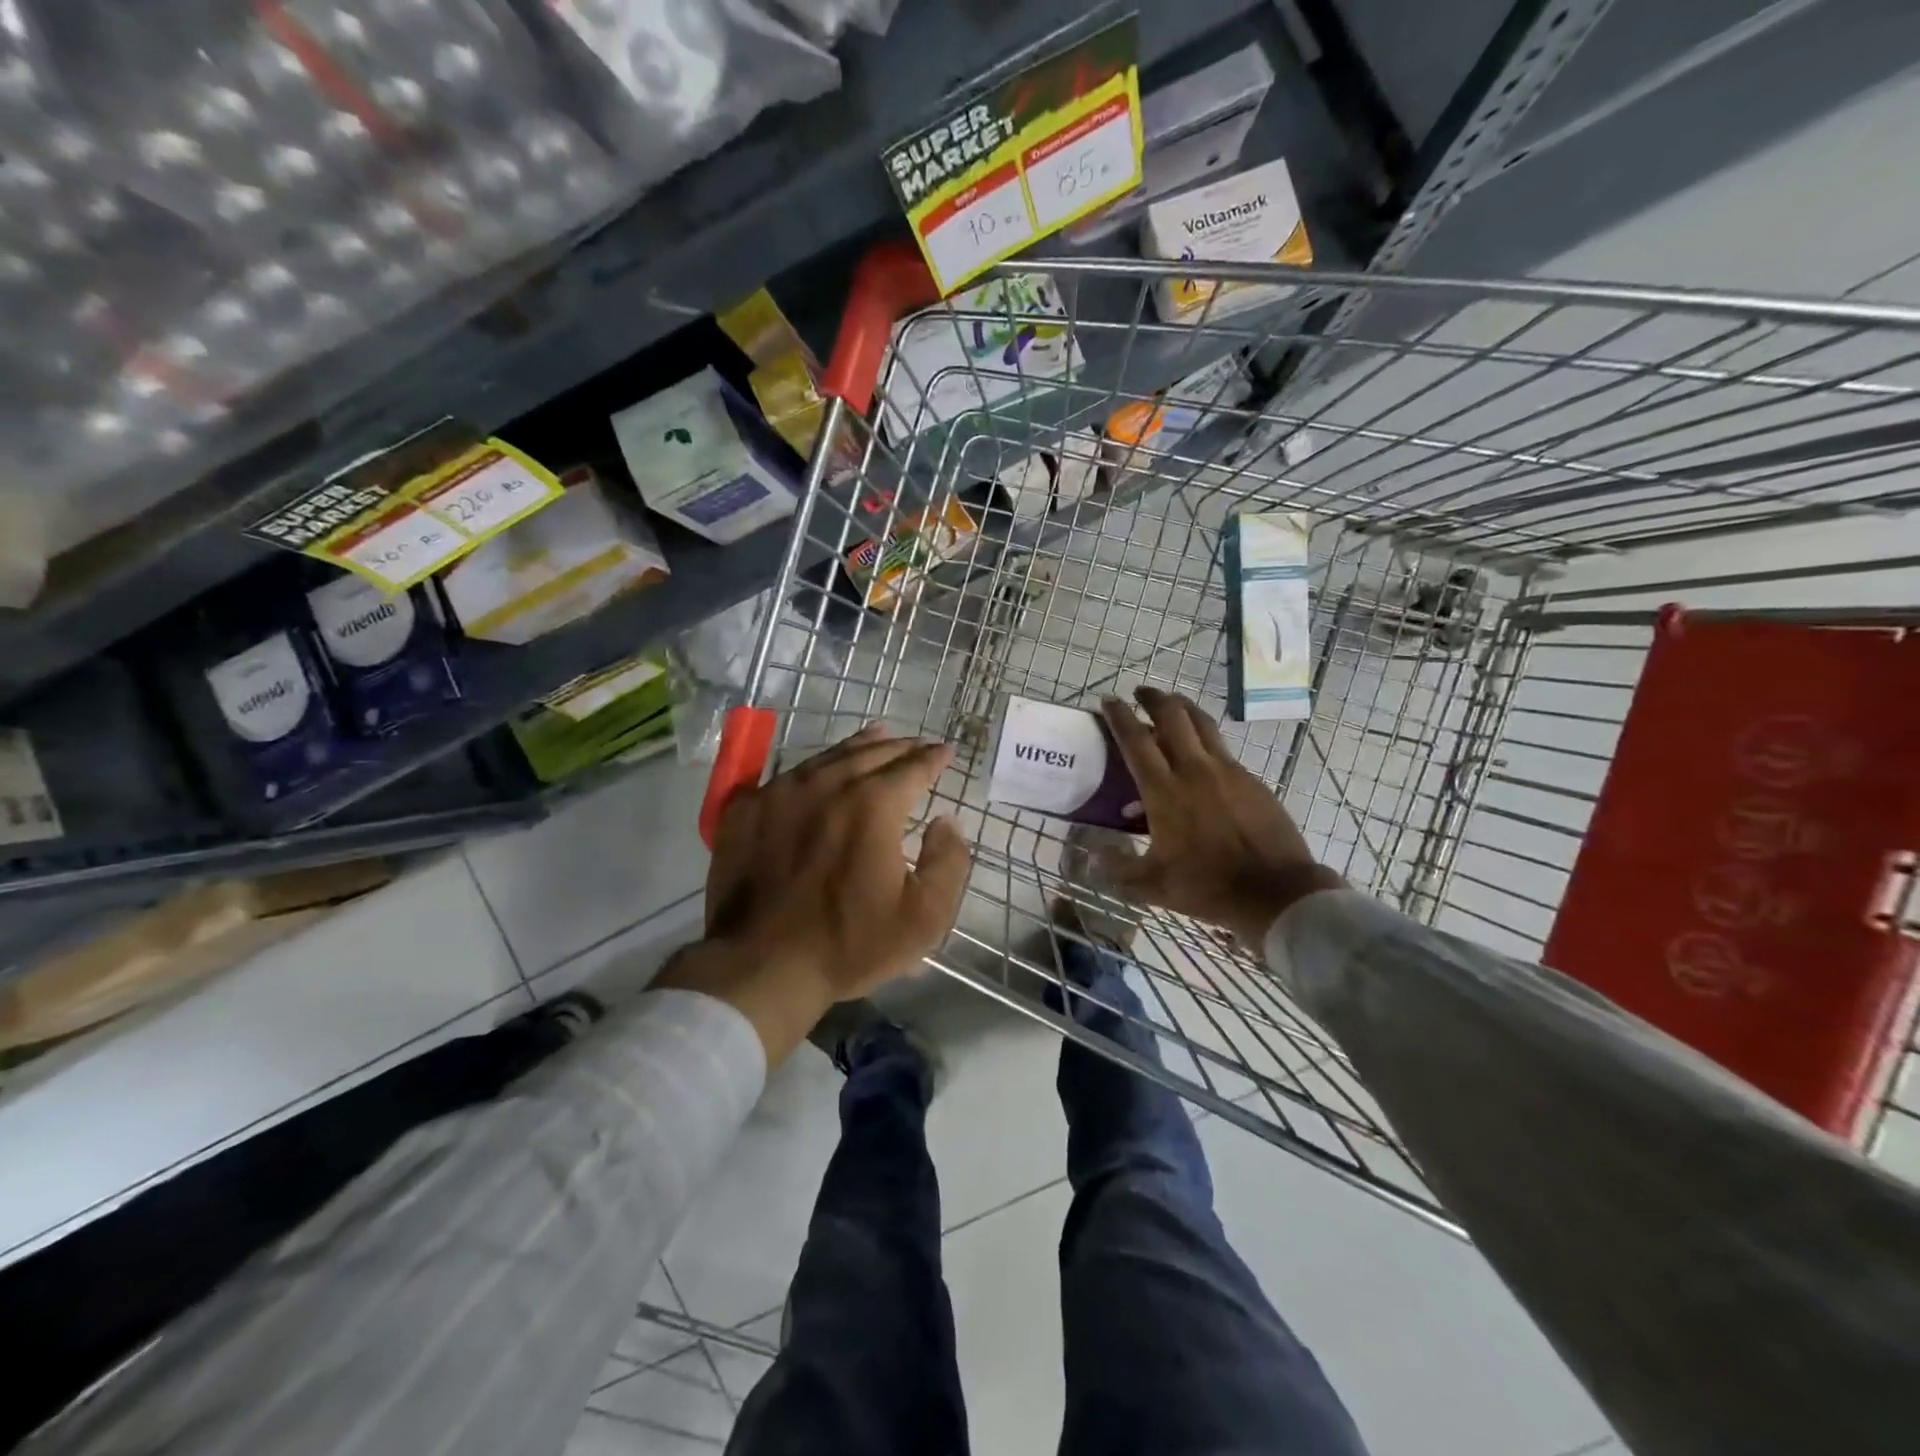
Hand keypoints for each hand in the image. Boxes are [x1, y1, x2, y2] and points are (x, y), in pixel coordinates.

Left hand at [658, 724, 970, 1062]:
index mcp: (872, 806)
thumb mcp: (923, 918)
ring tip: (876, 736)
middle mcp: (826, 786)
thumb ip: (948, 862)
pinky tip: (818, 770)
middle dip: (900, 746)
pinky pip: (787, 776)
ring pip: (828, 757)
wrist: (760, 966)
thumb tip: (946, 822)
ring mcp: (780, 794)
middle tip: (916, 743)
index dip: (932, 758)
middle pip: (870, 753)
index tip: (945, 751)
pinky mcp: (745, 810)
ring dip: (858, 746)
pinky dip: (812, 768)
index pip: (911, 768)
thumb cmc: (849, 944)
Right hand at [1099, 686, 1343, 945]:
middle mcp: (1194, 770)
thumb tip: (1094, 856)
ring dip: (1183, 707)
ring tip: (1171, 704)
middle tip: (1140, 693)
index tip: (1108, 700)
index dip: (1119, 716)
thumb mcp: (1152, 885)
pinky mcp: (1251, 780)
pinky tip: (1202, 756)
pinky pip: (1222, 749)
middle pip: (1172, 716)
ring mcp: (1227, 771)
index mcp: (1164, 791)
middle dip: (1153, 698)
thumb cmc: (1207, 886)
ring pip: (1202, 724)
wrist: (1275, 890)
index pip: (1136, 740)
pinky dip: (1205, 740)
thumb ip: (1118, 868)